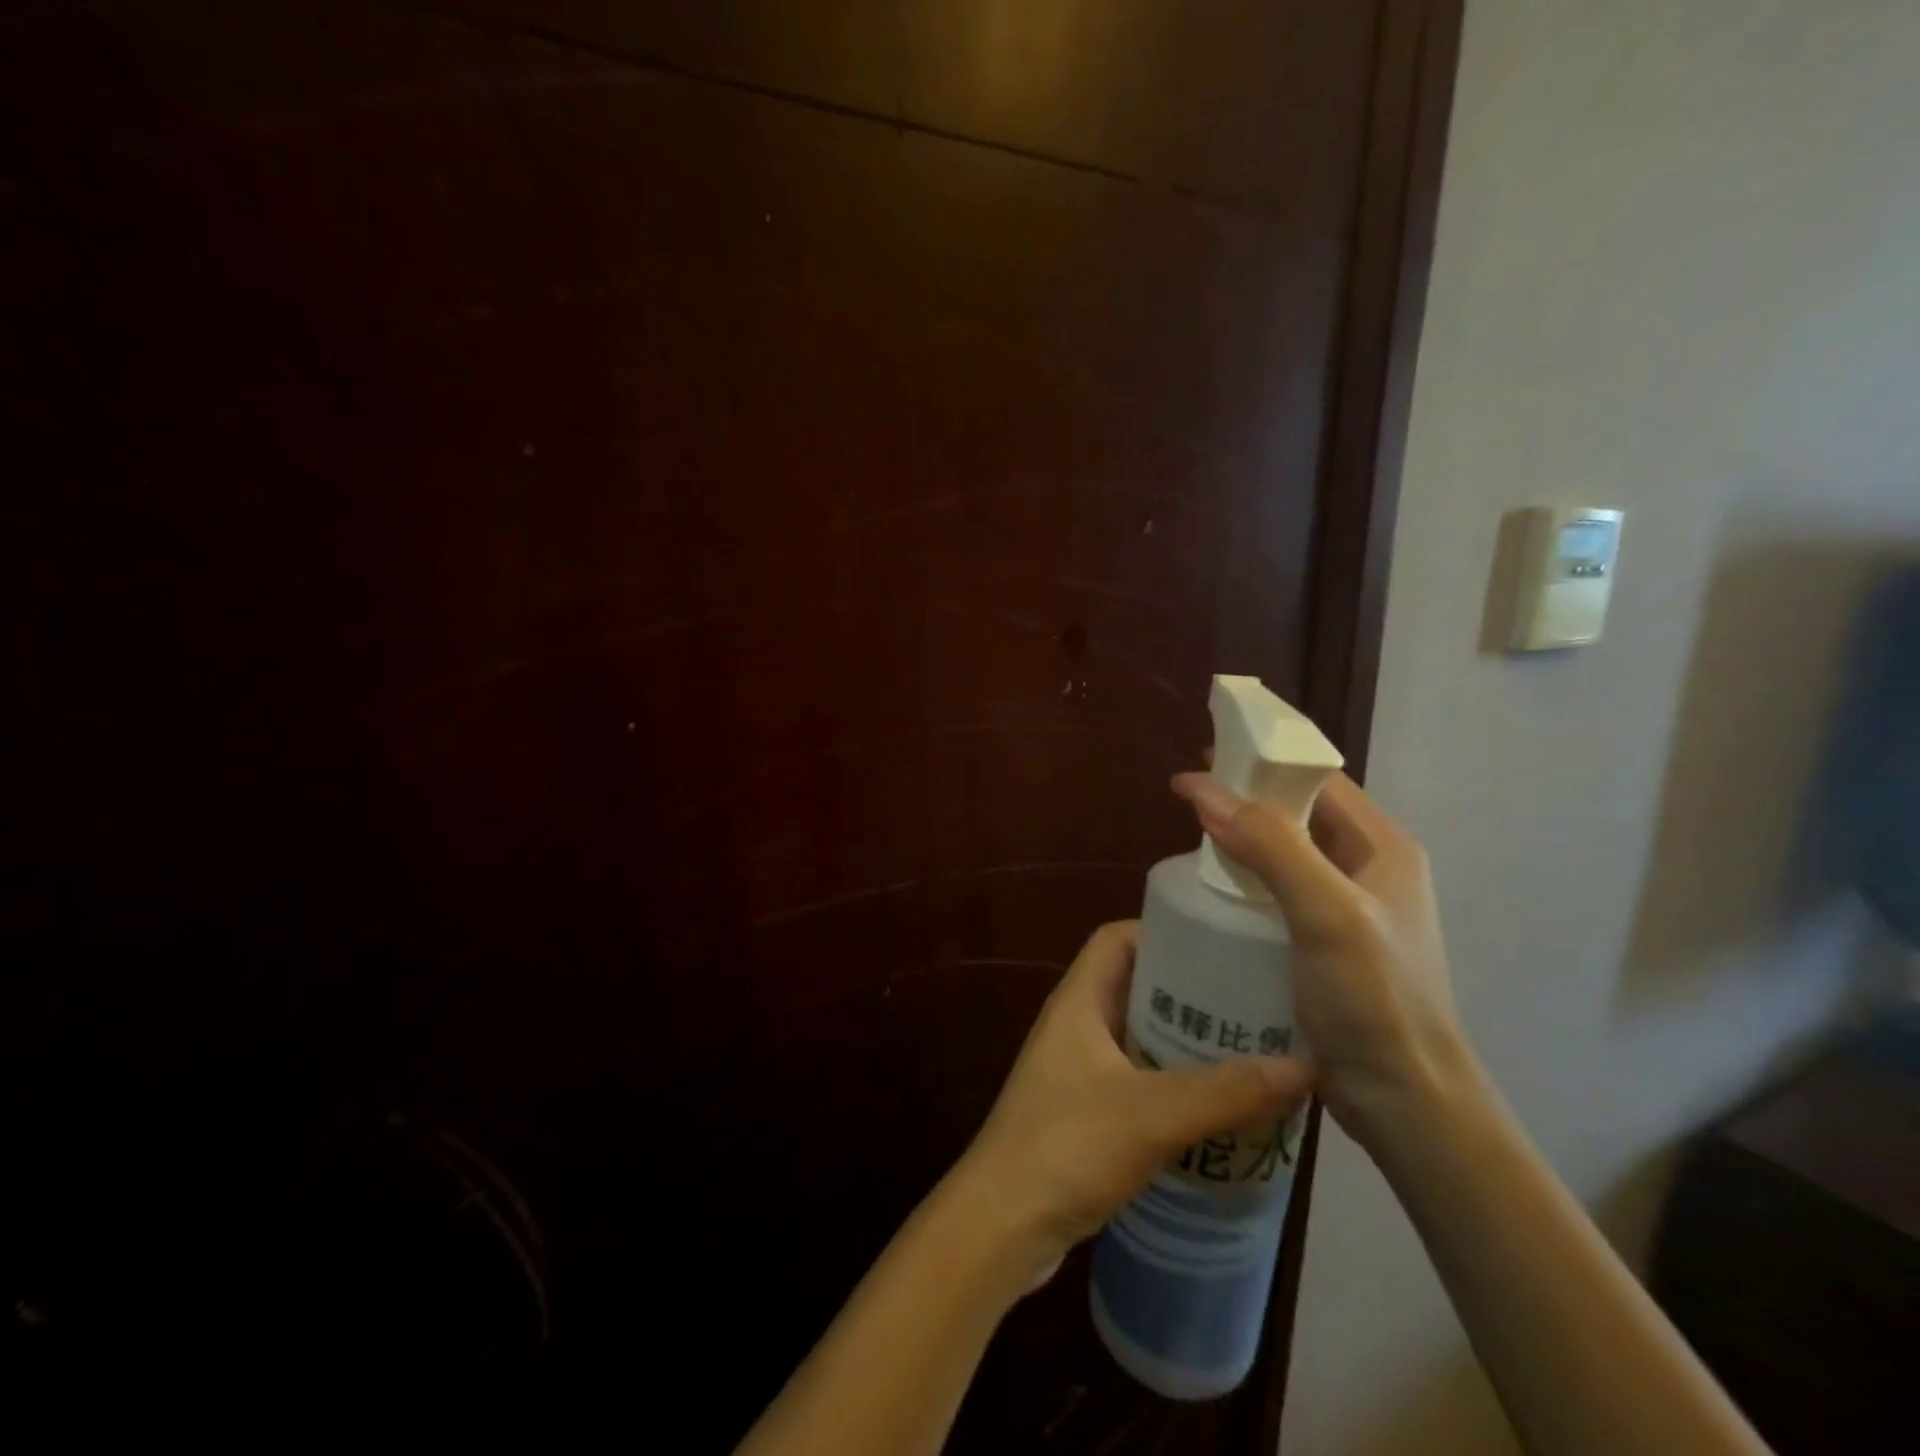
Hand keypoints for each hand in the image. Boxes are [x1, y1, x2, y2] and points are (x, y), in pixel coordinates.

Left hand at [950, 921, 1312, 1286]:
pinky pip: (1135, 1078)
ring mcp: (1076, 1069)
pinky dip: (1171, 1082)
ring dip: (1183, 1042)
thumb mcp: (1153, 1113)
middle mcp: (1074, 1024)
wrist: (1002, 1223)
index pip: (1116, 938)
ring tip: (1247, 1052)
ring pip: (1137, 1036)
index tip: (1219, 945)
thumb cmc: (1068, 1145)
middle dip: (1188, 991)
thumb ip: (1226, 1091)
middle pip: (1134, 985)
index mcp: (1078, 1000)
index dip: (1162, 931)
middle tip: (1250, 1003)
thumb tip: (1306, 1065)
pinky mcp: (1082, 1111)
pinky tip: (1215, 1107)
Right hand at [1172, 770, 1470, 1148]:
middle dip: (1247, 798)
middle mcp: (1367, 869)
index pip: (1319, 781)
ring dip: (1242, 840)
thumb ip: (1271, 846)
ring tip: (1190, 838)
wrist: (1405, 1099)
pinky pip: (1277, 893)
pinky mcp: (1323, 943)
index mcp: (1382, 848)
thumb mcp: (1326, 911)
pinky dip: (1244, 880)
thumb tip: (1205, 791)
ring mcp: (1346, 909)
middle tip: (1188, 797)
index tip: (1207, 756)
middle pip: (1300, 814)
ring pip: (1285, 854)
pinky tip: (1212, 890)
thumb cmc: (1375, 997)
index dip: (1265, 762)